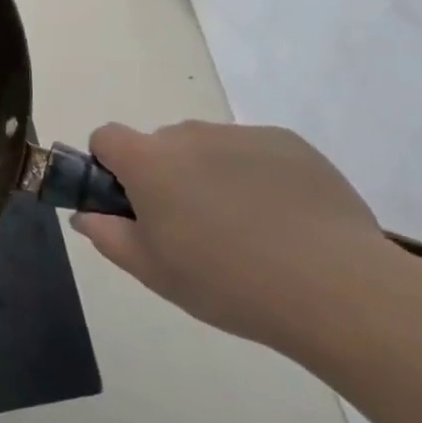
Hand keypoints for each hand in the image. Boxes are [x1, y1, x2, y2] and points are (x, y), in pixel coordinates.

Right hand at [71, 121, 397, 350]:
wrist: (335, 288)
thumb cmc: (227, 282)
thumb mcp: (152, 272)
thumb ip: (107, 236)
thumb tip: (85, 215)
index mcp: (147, 161)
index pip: (106, 138)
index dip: (110, 166)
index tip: (131, 202)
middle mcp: (188, 135)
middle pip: (161, 144)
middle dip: (167, 175)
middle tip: (193, 227)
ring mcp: (240, 135)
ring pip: (208, 148)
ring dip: (211, 174)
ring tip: (248, 229)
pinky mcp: (288, 142)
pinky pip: (254, 151)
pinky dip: (257, 175)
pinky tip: (285, 220)